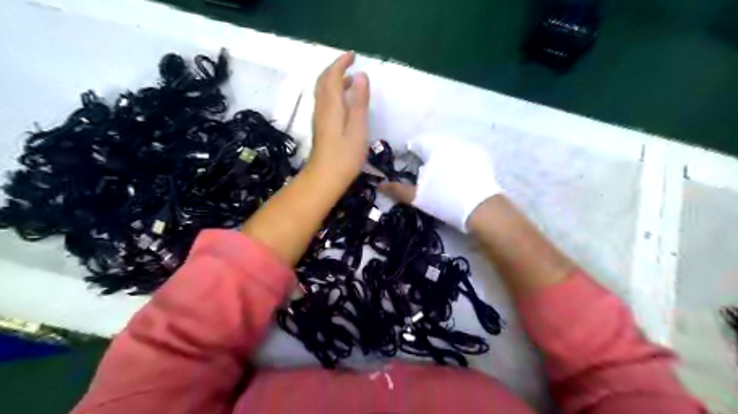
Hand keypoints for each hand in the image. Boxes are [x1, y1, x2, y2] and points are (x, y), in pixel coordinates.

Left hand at [309, 51, 371, 180]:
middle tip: (351, 63)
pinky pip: (324, 101)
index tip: (353, 56)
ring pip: (323, 91)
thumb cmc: (344, 156)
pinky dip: (333, 93)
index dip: (341, 63)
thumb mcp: (357, 128)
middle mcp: (322, 108)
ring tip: (351, 80)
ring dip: (334, 80)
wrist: (324, 178)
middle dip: (336, 68)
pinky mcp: (321, 127)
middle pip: (324, 81)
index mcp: (331, 105)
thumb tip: (361, 76)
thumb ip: (359, 102)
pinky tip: (343, 102)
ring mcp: (319, 118)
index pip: (333, 76)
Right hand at [376, 135, 504, 233]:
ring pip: (448, 151)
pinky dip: (456, 165)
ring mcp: (470, 149)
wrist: (482, 209)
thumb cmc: (445, 200)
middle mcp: (453, 142)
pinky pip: (463, 157)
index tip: (407, 166)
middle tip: (422, 176)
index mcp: (435, 146)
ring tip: (440, 180)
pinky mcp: (482, 159)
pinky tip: (457, 180)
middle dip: (426, 158)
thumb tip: (380, 184)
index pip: (416, 143)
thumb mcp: (418, 197)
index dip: (408, 154)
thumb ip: (397, 189)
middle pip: (433, 146)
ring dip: (441, 160)